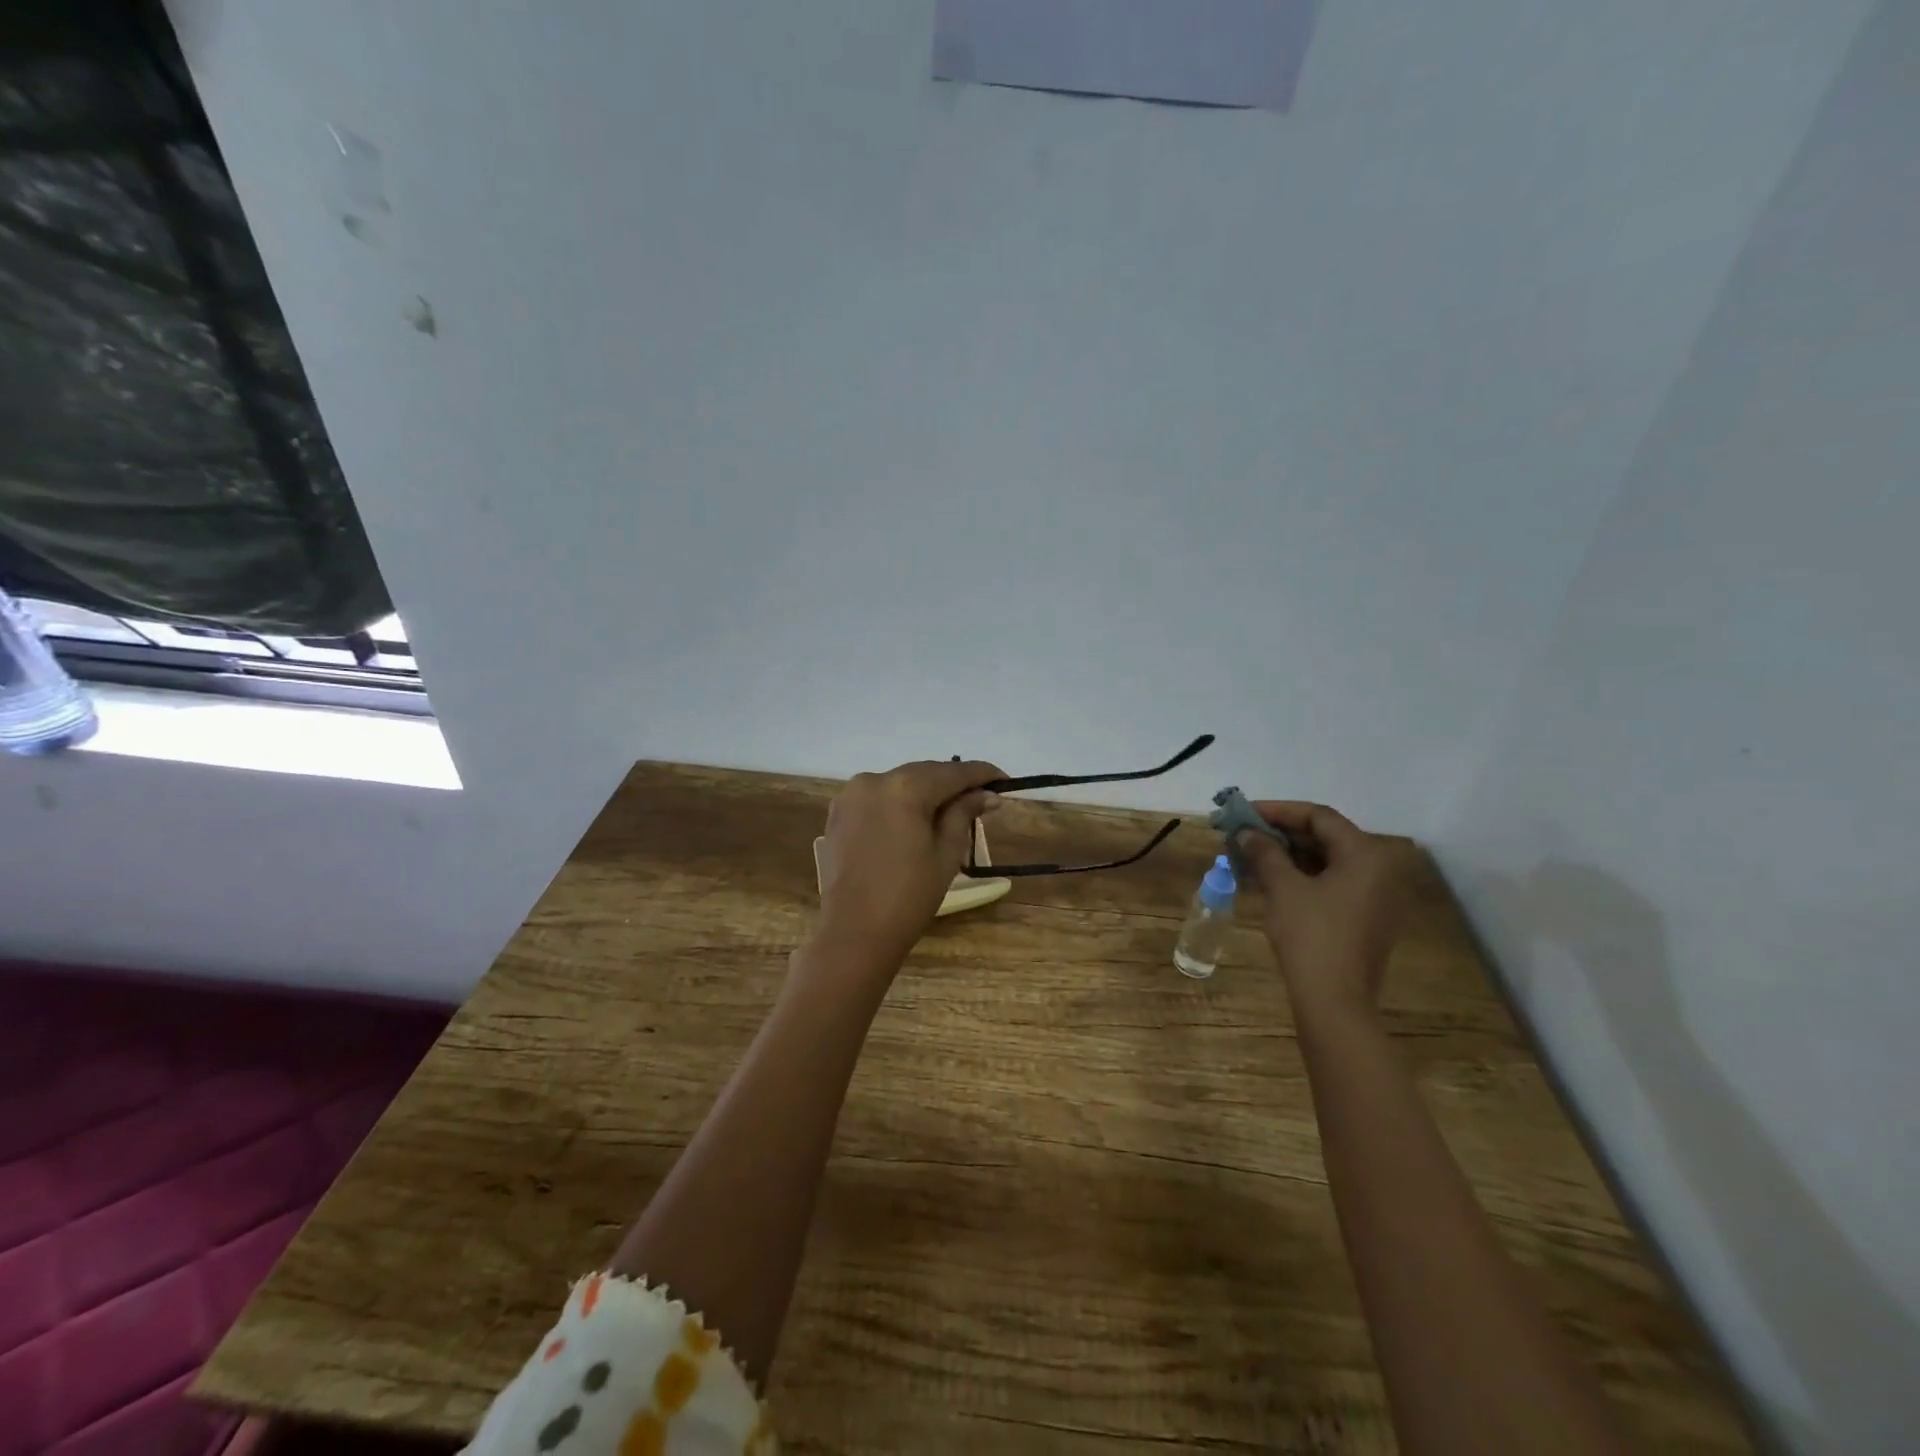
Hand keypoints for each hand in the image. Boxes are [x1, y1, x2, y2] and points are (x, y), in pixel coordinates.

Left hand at [812, 759, 1003, 973]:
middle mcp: (874, 780)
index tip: (1004, 780)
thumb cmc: (909, 897)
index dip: (981, 774)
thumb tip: (986, 794)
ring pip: (899, 784)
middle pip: (924, 773)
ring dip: (925, 791)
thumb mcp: (946, 854)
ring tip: (951, 809)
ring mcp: (851, 795)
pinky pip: (878, 798)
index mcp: (905, 788)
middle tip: (982, 797)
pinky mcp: (838, 813)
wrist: (853, 934)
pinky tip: (915, 819)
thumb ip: (963, 814)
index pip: (952, 772)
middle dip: (952, 783)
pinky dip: (899, 803)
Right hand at [1233, 802, 1408, 1017]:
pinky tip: (1268, 880)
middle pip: (1326, 838)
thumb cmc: (1311, 936)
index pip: (1319, 817)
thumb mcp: (1282, 888)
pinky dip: (1301, 877)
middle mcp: (1379, 871)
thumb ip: (1265, 852)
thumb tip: (1247, 832)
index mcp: (1366, 856)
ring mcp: (1376, 898)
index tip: (1244, 813)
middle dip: (1281, 834)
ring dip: (1288, 856)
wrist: (1335, 1002)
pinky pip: (1332, 884)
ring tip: (1250, 855)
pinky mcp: (1366, 919)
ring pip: (1327, 862)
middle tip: (1244, 834)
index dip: (1278, 811)